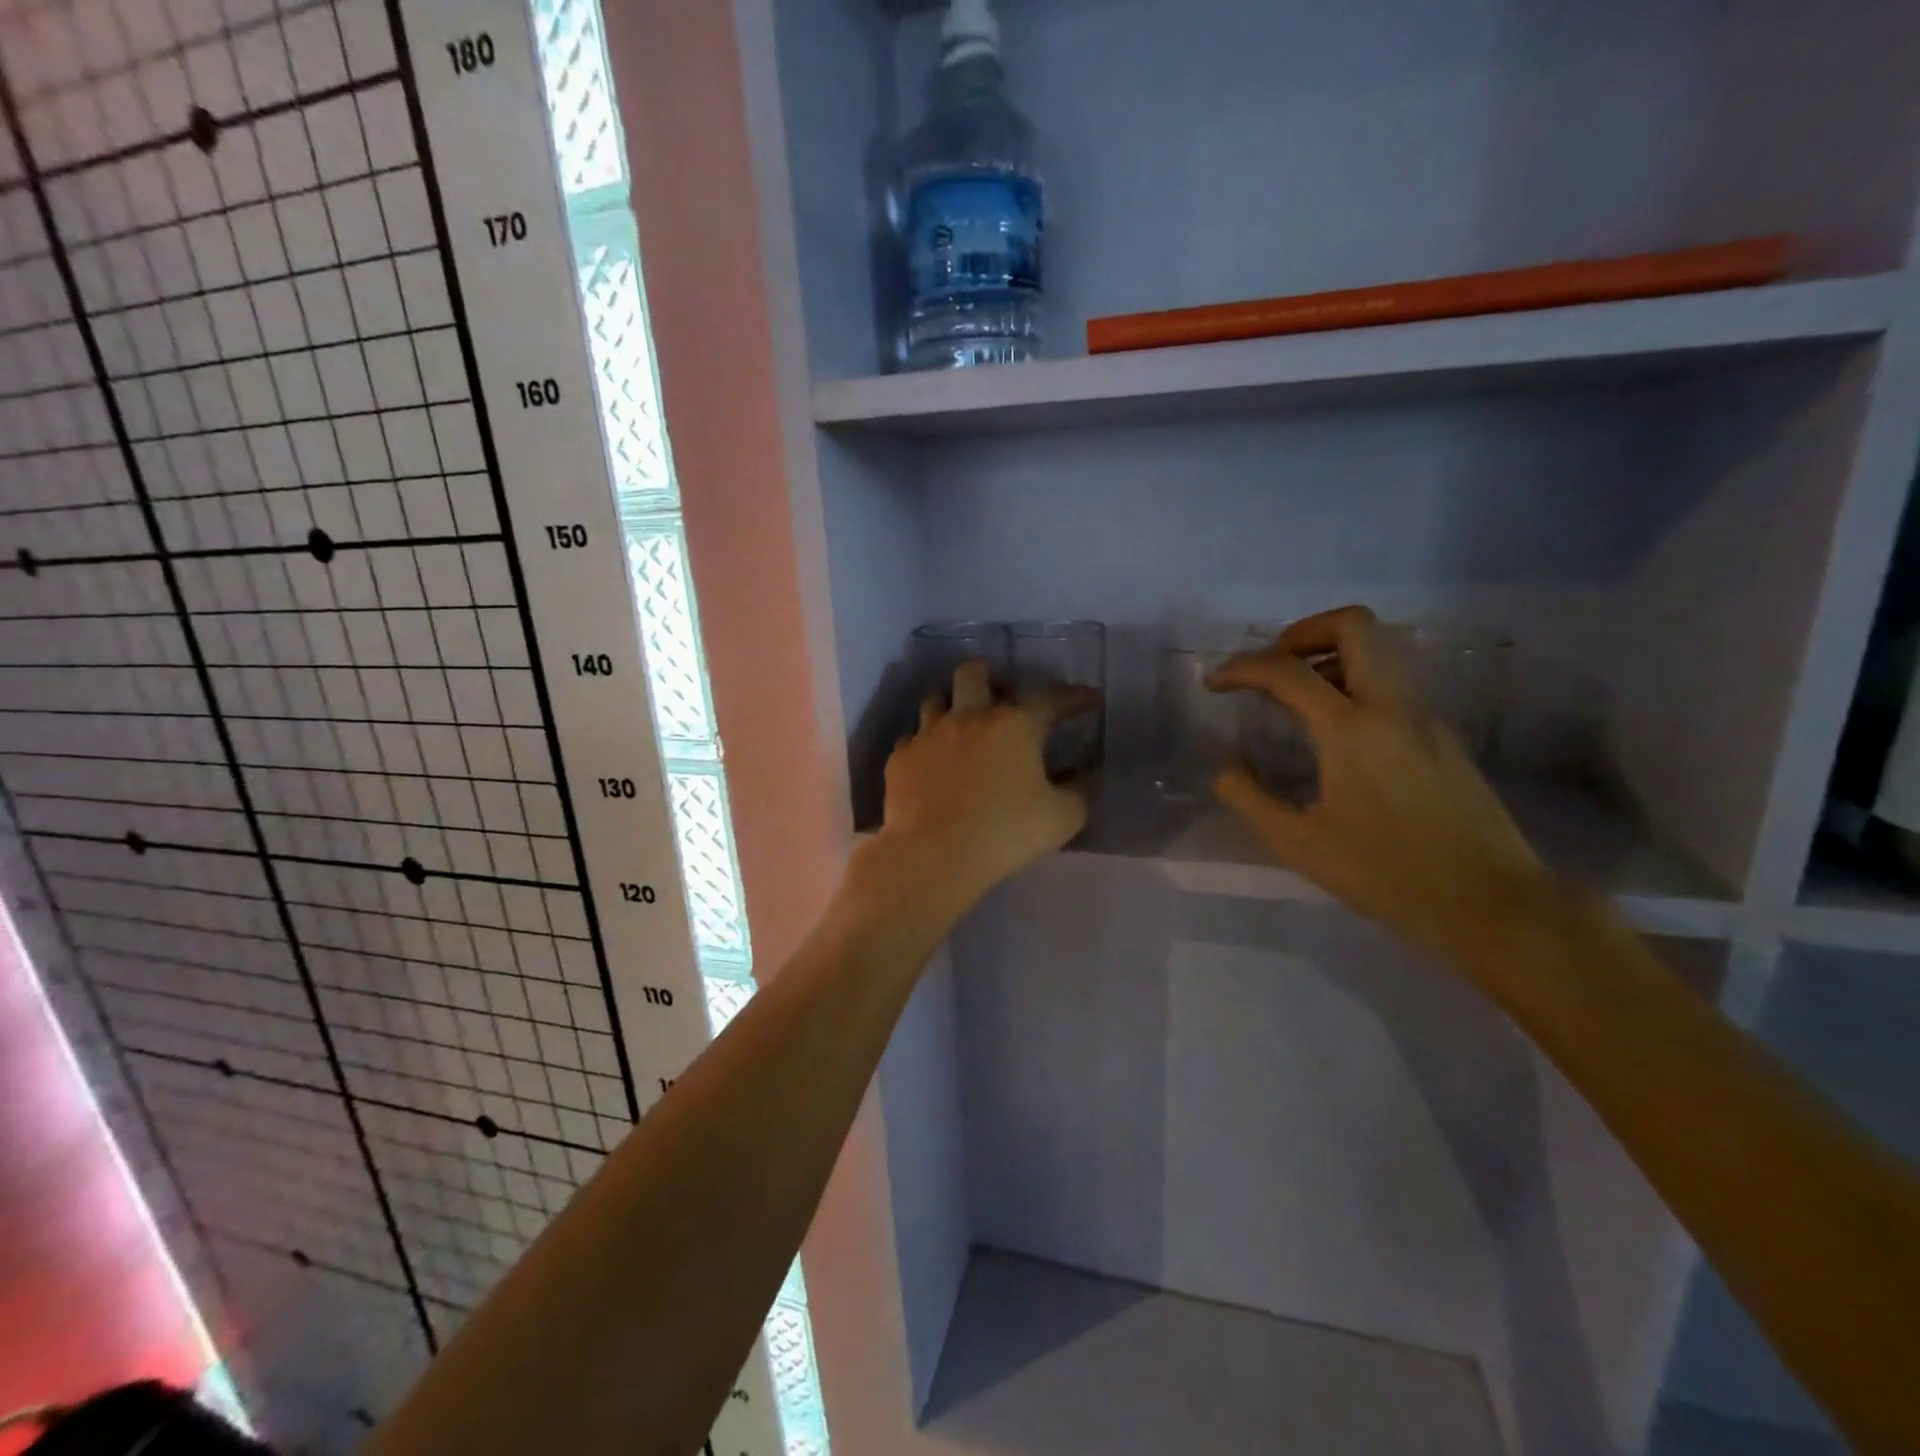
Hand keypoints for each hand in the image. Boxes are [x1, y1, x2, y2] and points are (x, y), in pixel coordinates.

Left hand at [871, 660, 1094, 904]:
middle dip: (989, 676)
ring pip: (936, 699)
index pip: (1051, 698)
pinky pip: (913, 738)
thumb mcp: (1062, 818)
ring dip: (952, 705)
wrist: (933, 855)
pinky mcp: (901, 758)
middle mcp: (969, 717)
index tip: (1089, 699)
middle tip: (1000, 696)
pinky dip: (927, 744)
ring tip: (961, 725)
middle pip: (974, 673)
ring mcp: (928, 735)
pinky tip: (932, 762)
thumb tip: (1084, 772)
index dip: (1075, 696)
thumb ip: (1079, 790)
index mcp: (1014, 726)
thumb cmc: (1005, 834)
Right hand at [1208, 605, 1557, 971]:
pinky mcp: (1443, 737)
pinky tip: (1334, 733)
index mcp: (1352, 730)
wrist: (1493, 904)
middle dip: (1301, 632)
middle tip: (1270, 667)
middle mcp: (1393, 707)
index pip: (1288, 671)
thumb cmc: (1388, 875)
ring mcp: (1426, 717)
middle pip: (1353, 625)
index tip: (1215, 683)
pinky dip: (1354, 685)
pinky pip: (1392, 685)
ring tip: (1295, 700)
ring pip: (1378, 651)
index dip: (1241, 668)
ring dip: (1329, 657)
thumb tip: (1226, 769)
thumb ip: (1251, 799)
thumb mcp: (1301, 845)